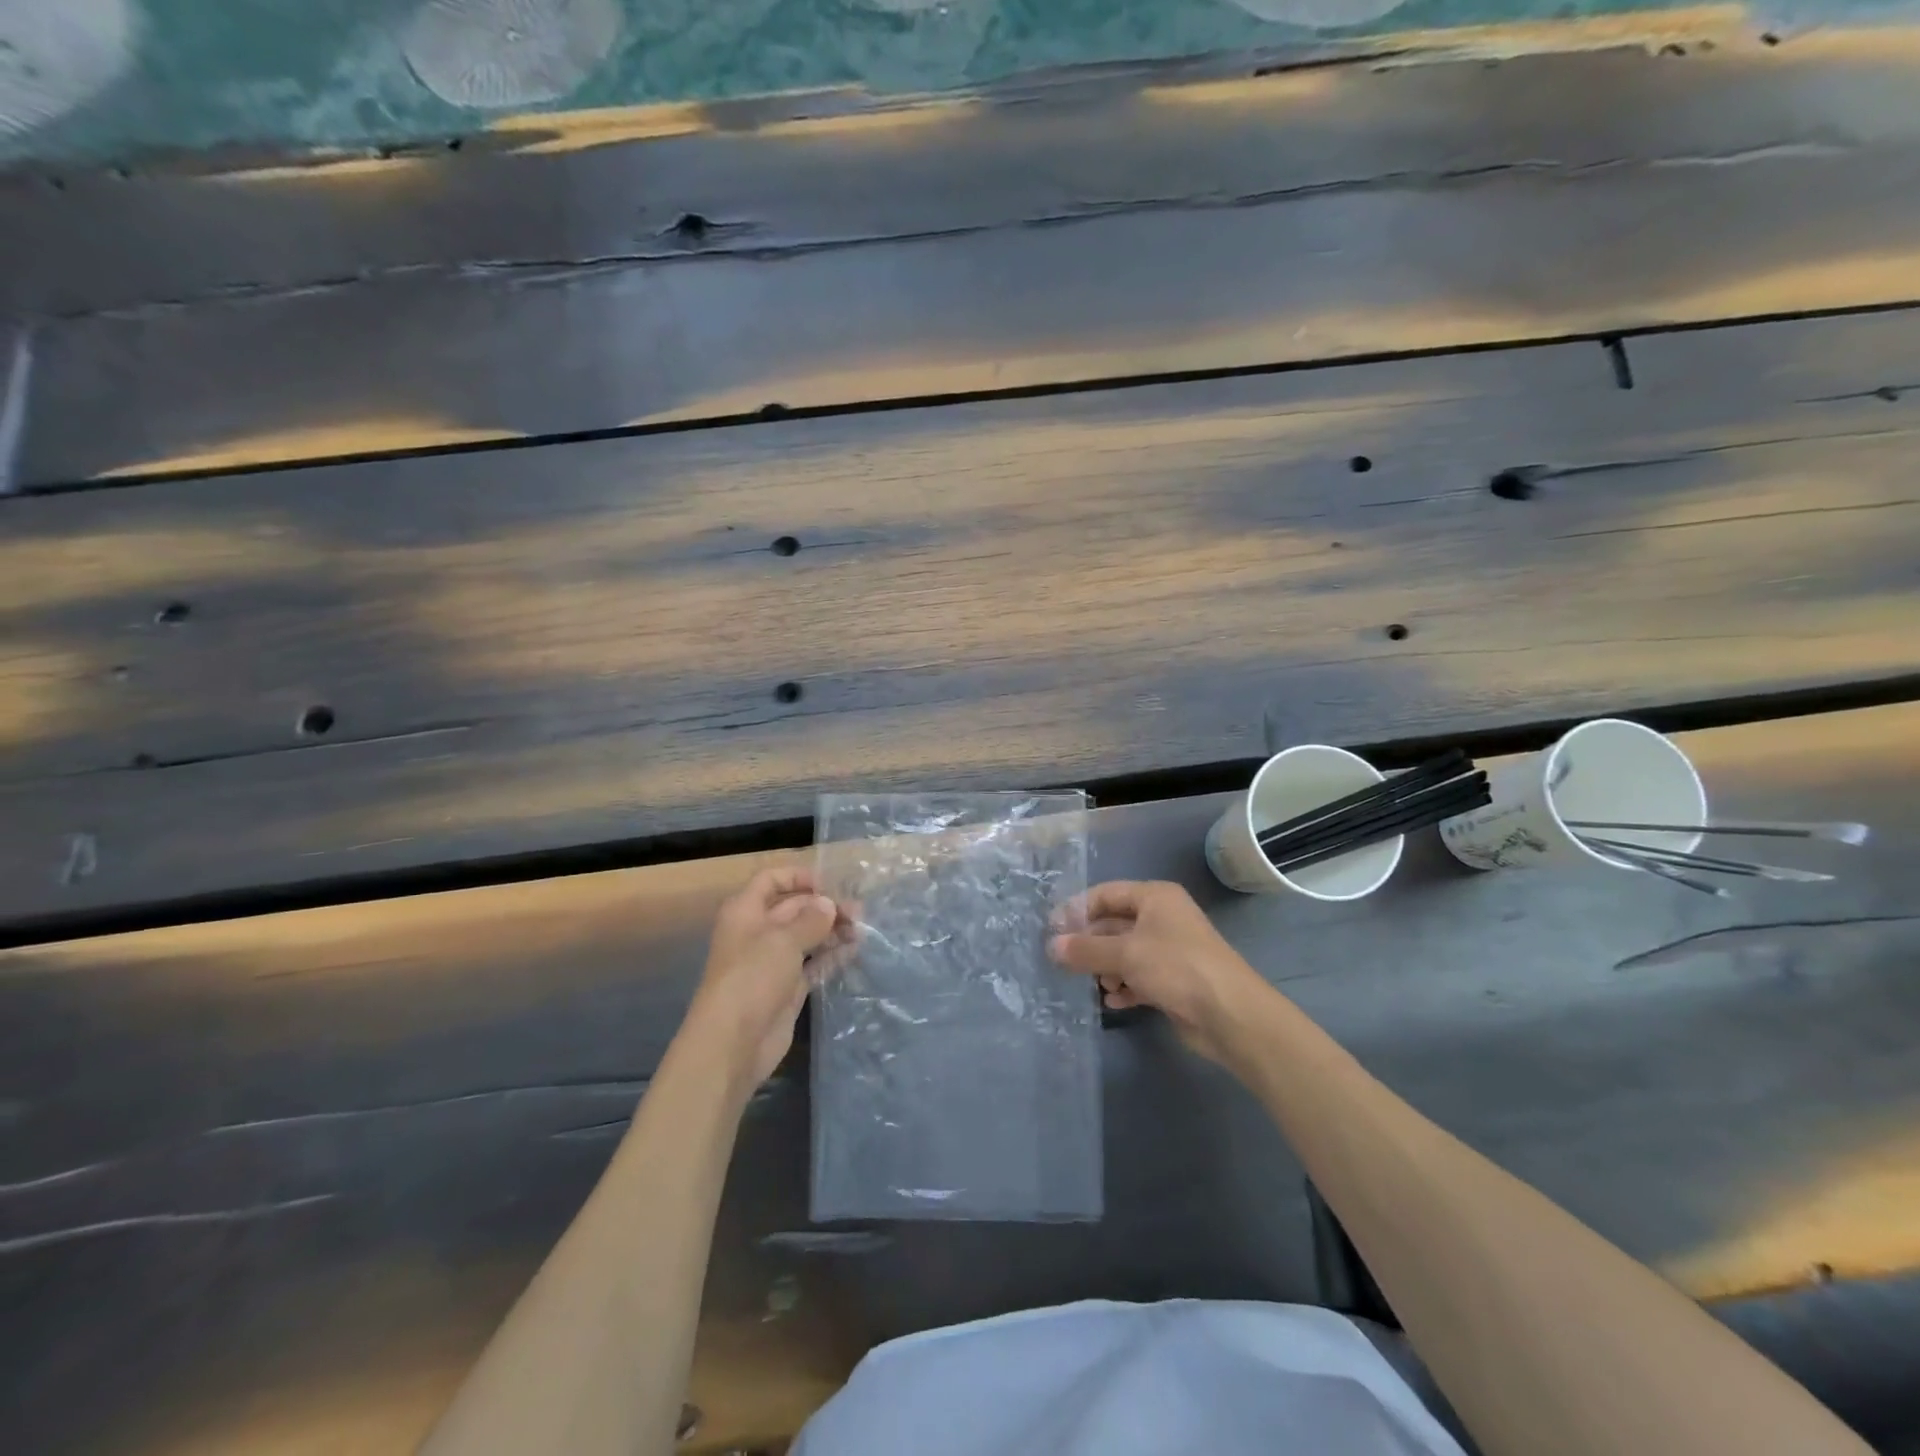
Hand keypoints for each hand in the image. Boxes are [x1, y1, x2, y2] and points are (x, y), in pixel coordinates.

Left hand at [685, 866, 849, 1087]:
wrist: (733, 1042)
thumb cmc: (752, 977)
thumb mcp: (783, 940)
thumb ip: (811, 919)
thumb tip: (829, 905)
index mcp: (746, 911)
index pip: (771, 880)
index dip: (799, 877)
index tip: (830, 883)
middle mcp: (758, 932)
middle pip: (793, 908)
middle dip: (824, 906)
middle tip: (859, 912)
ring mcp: (772, 962)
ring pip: (806, 936)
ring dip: (831, 931)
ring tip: (861, 930)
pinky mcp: (787, 988)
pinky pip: (812, 964)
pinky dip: (831, 956)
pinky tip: (853, 950)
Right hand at [1049, 881, 1264, 1062]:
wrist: (1230, 1014)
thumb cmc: (1176, 967)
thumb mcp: (1125, 954)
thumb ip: (1085, 950)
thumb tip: (1051, 947)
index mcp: (1155, 897)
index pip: (1106, 894)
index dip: (1078, 909)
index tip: (1052, 929)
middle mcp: (1162, 918)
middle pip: (1114, 924)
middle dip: (1090, 943)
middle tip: (1063, 960)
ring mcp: (1169, 950)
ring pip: (1125, 952)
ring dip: (1106, 968)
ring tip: (1095, 984)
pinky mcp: (1174, 980)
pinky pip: (1139, 976)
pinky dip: (1124, 986)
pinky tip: (1113, 1001)